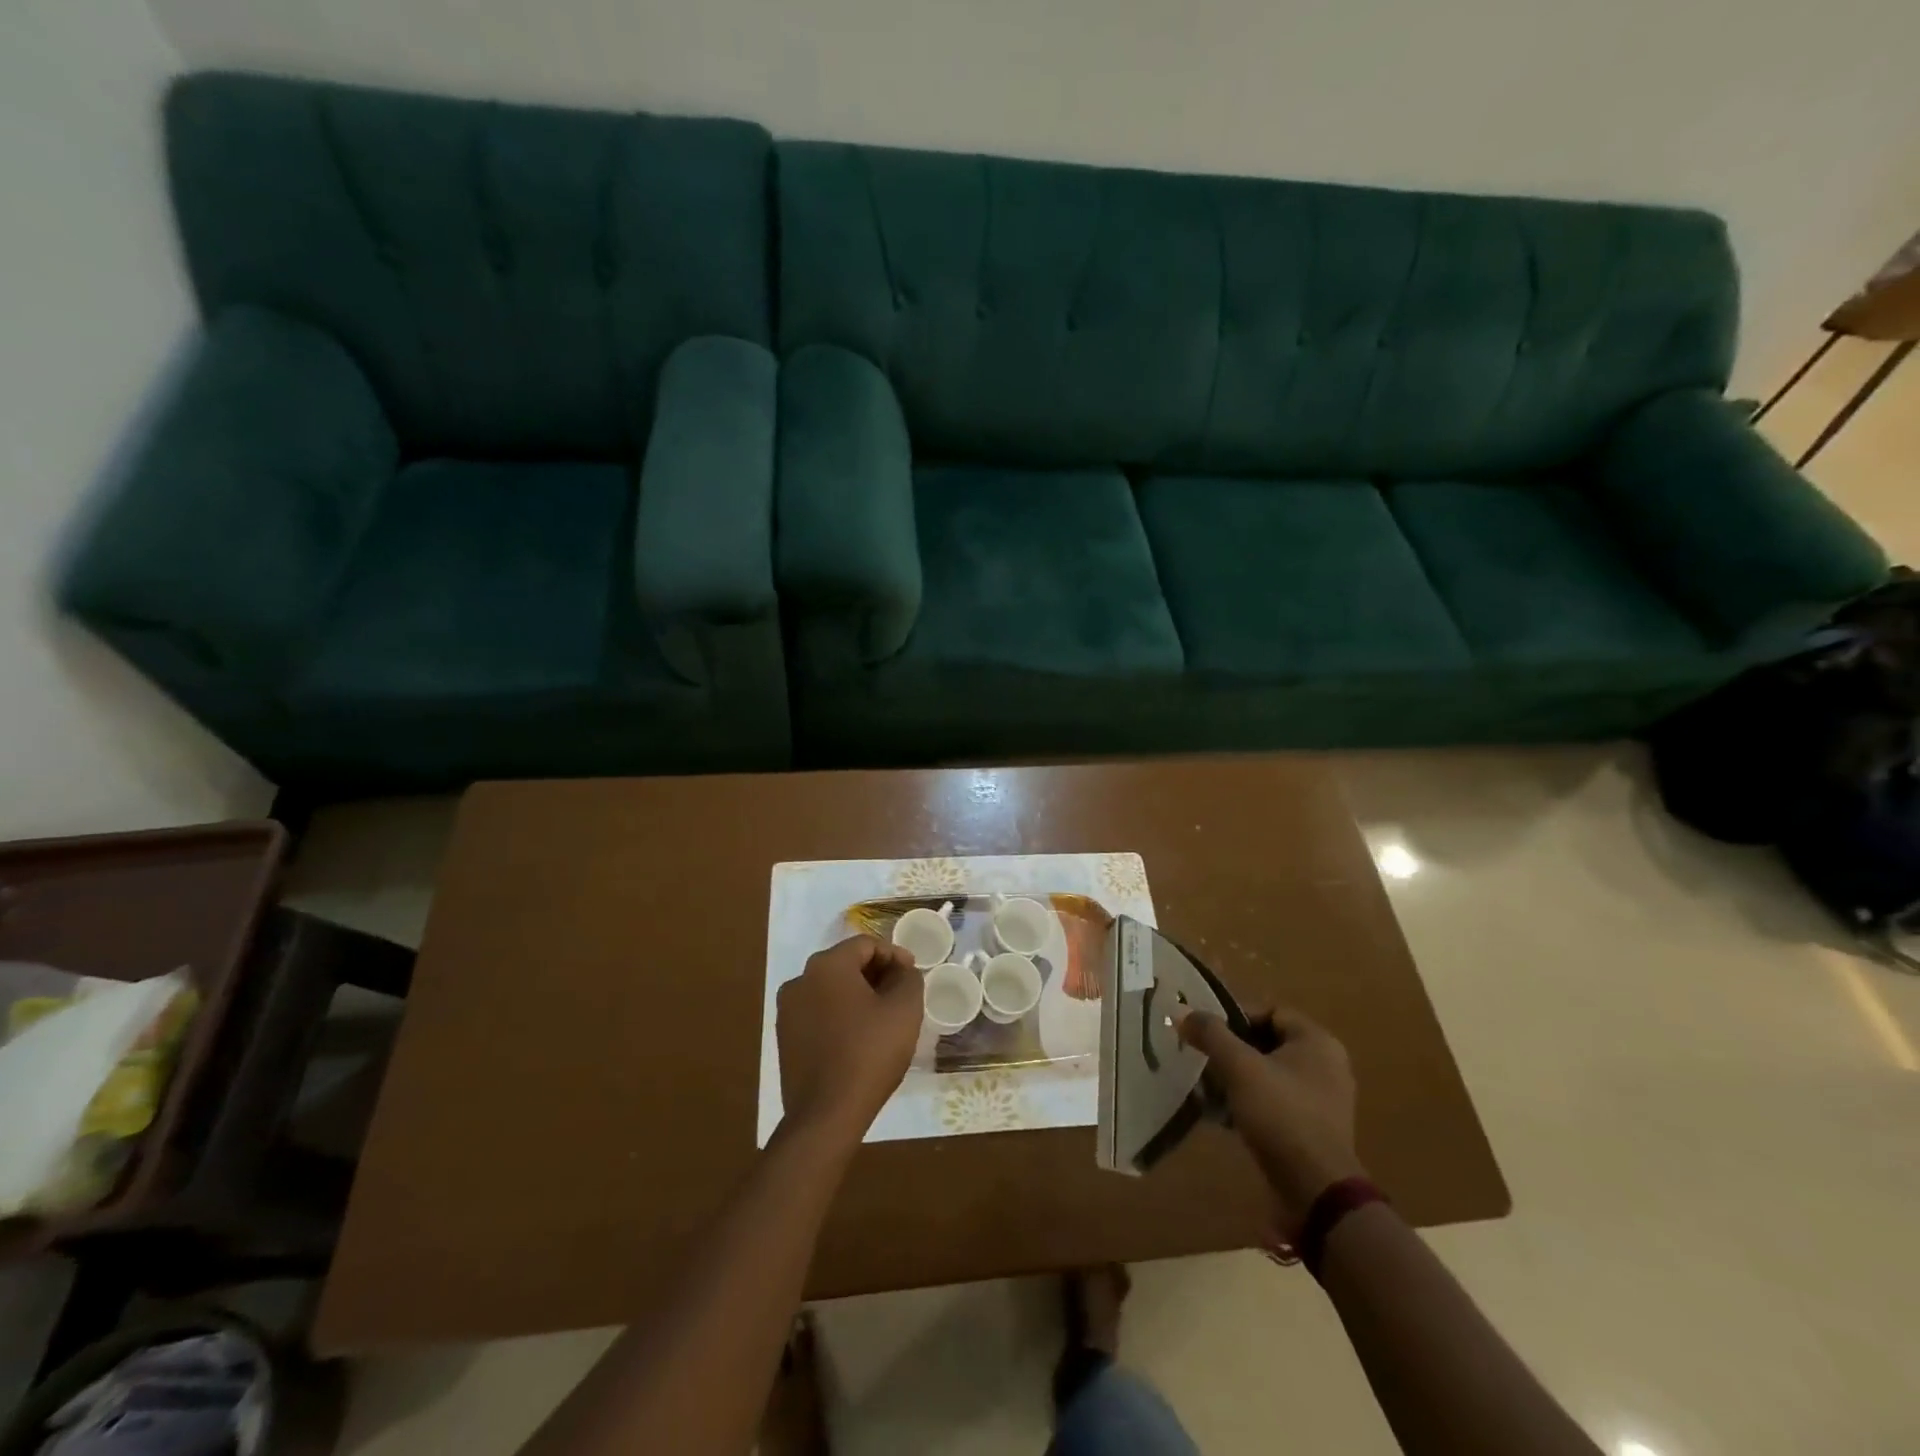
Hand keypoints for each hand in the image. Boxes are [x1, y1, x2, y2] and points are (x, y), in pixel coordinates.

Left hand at [777, 935, 921, 1139]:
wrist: (826, 1115)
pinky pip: (818, 1012)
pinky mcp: (785, 1037)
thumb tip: (902, 971)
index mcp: (827, 965)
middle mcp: (800, 979)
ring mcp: (788, 1009)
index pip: (866, 945)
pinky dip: (840, 1015)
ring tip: (882, 1016)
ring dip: (858, 995)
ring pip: (830, 989)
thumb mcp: (904, 1009)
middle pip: (846, 964)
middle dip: (876, 974)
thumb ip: (908, 978)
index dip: (894, 955)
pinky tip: (859, 1036)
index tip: (913, 974)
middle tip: (901, 993)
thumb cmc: (869, 1053)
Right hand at [1178, 1006, 1364, 1226]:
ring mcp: (1322, 1099)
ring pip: (1269, 1074)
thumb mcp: (1239, 1068)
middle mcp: (1326, 1064)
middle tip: (1201, 1058)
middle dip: (1231, 1050)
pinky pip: (1275, 1101)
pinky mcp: (1313, 1128)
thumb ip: (1211, 1034)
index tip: (1205, 1032)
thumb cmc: (1281, 1115)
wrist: (1317, 1192)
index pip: (1269, 1011)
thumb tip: (1182, 1013)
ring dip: (1236, 1078)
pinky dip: (1250, 1102)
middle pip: (1267, 1042)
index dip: (1234, 1016)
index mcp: (1317, 1041)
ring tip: (1206, 1088)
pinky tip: (1223, 1116)